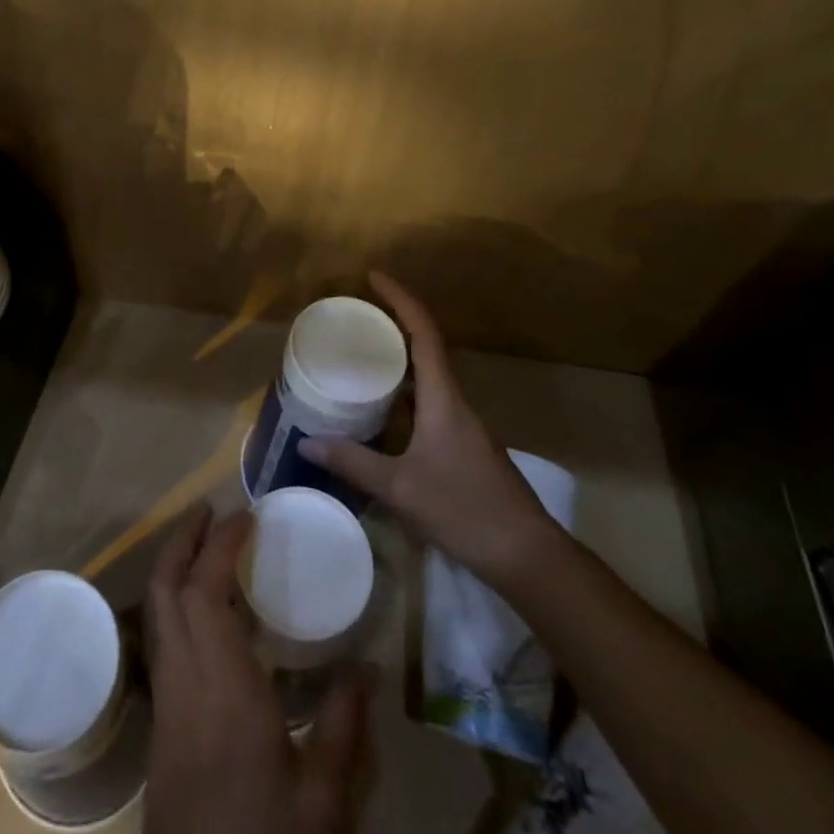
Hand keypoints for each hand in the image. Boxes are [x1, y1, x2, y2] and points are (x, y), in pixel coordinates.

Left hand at [143, 504, 372, 833]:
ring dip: (174, 569)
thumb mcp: (324, 799)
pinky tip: (206, 616)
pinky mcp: (160, 730)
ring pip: (156, 615)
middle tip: (209, 510)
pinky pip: (162, 645)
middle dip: (182, 541)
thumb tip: (366, 666)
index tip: (245, 514)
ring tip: (205, 547)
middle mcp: (183, 682)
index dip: (219, 543)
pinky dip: (176, 607)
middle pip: (164, 590)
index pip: (204, 590)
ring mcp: (165, 706)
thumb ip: (344, 726)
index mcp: (222, 687)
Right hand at [299, 273, 560, 584]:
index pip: (424, 332)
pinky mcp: (463, 447)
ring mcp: (462, 426)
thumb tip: (306, 442)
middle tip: (356, 320)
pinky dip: (403, 397)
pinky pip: (428, 405)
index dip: (400, 299)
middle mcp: (455, 403)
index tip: (374, 278)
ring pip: (427, 380)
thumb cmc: (465, 510)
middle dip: (393, 326)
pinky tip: (381, 415)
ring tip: (360, 360)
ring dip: (398, 363)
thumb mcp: (400, 488)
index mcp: (443, 398)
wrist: (528, 556)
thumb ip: (353, 462)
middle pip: (425, 348)